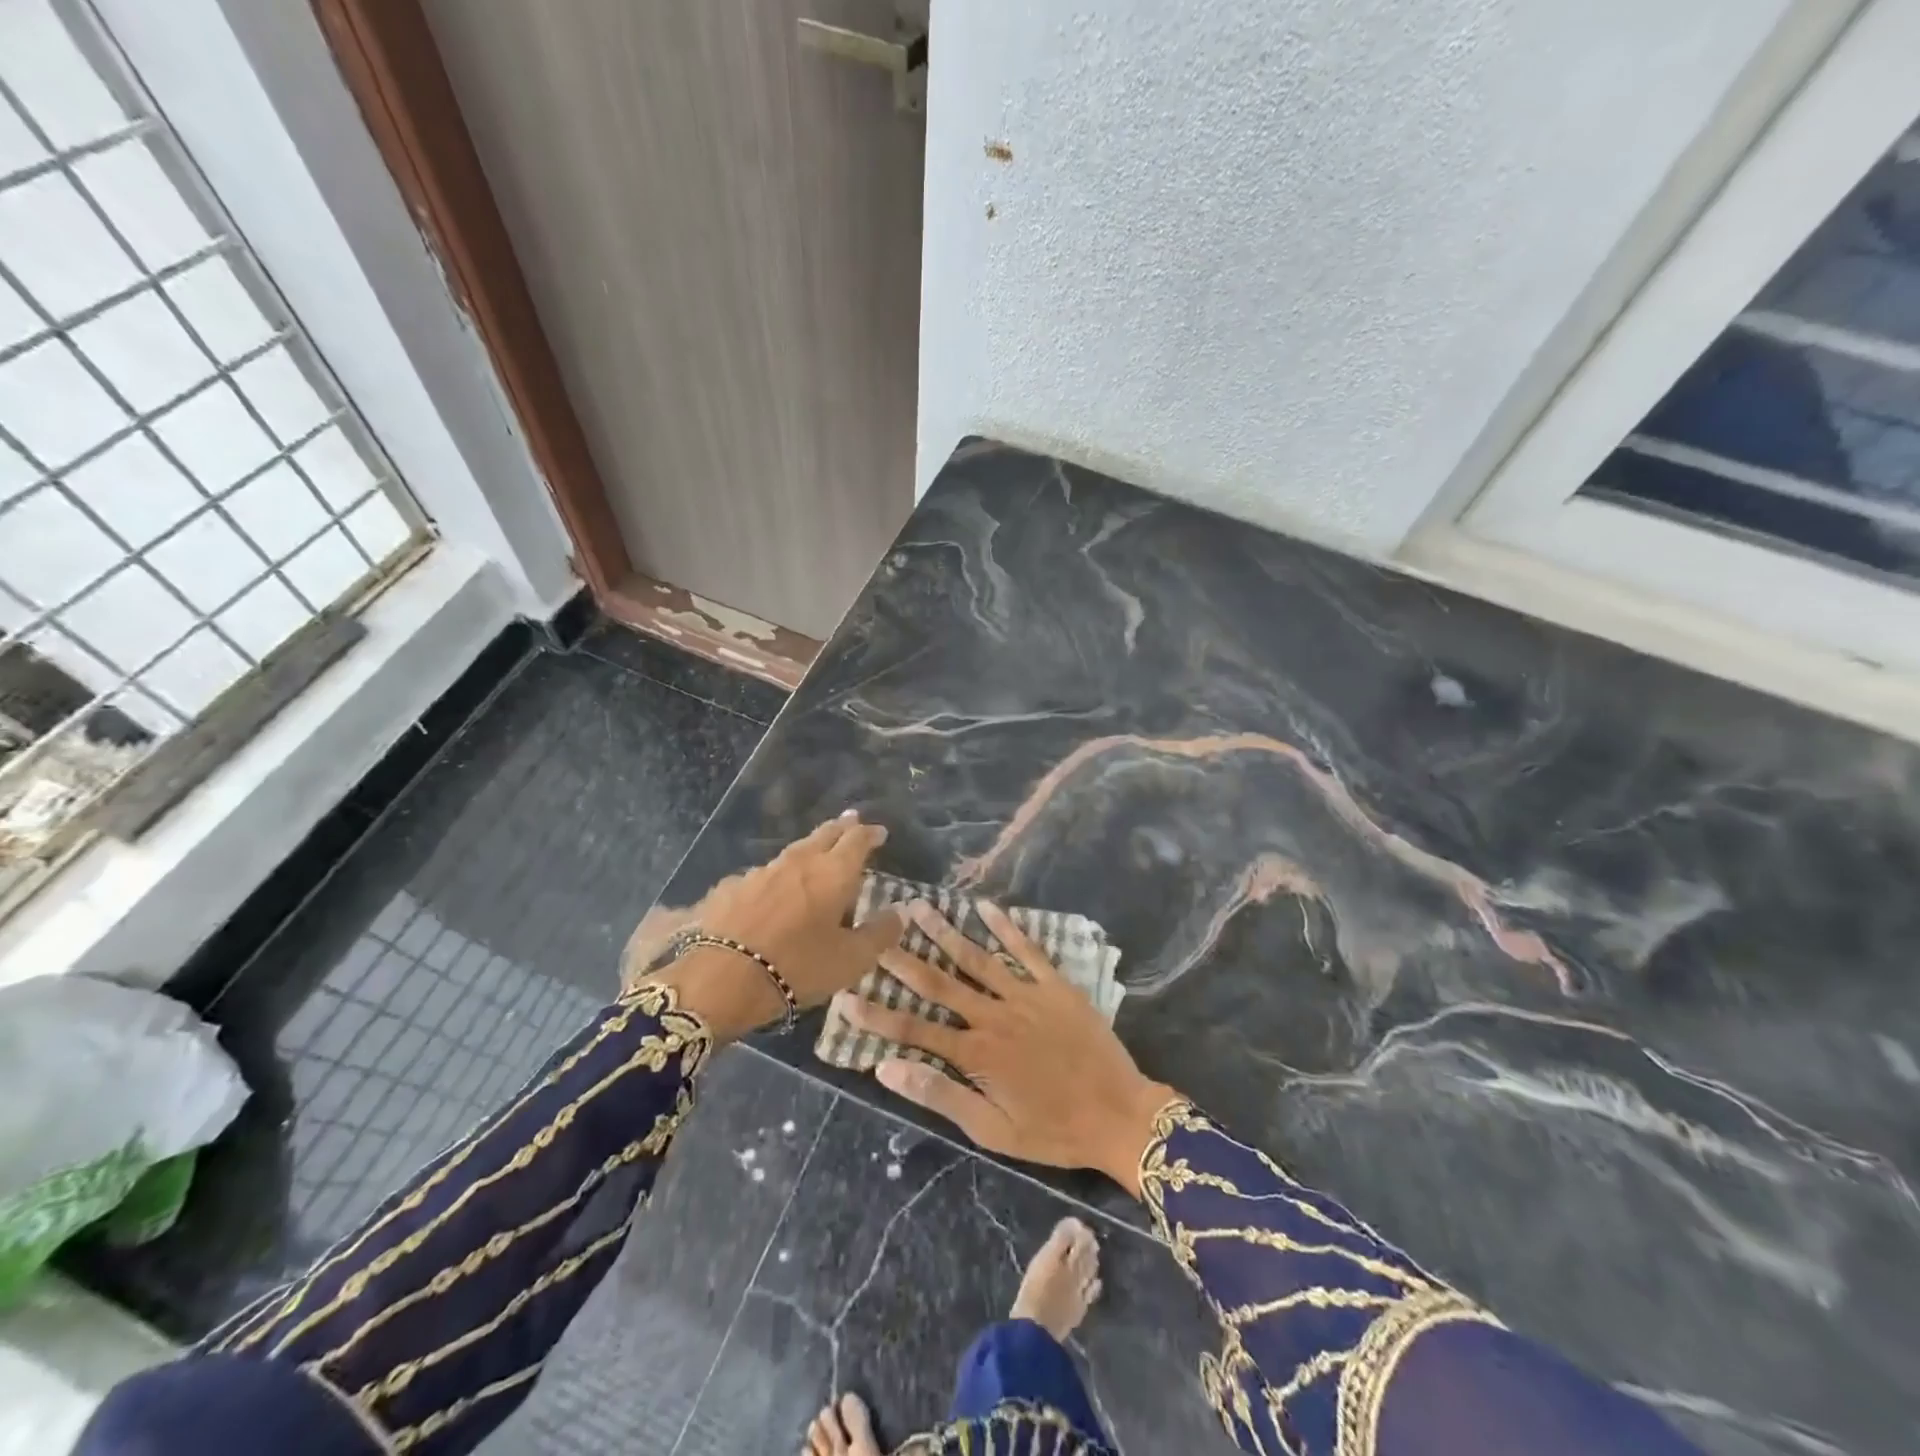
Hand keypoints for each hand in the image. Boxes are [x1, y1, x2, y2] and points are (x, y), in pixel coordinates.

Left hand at [640, 812, 903, 1039]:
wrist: (721, 979)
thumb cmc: (798, 967)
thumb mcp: (851, 960)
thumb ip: (879, 934)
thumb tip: (898, 913)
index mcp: (833, 872)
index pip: (857, 839)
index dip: (870, 833)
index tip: (879, 832)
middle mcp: (799, 861)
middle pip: (824, 834)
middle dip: (841, 828)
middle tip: (851, 822)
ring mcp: (761, 871)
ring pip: (793, 852)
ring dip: (809, 850)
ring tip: (815, 856)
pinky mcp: (731, 887)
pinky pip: (762, 875)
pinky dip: (776, 877)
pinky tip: (771, 891)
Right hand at [833, 901, 1177, 1196]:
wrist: (1120, 1115)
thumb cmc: (1053, 1131)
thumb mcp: (992, 1130)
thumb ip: (940, 1096)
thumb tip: (886, 1070)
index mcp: (975, 1053)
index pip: (913, 1030)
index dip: (875, 1016)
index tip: (844, 997)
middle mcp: (994, 1016)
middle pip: (940, 982)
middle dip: (904, 957)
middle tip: (878, 928)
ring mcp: (1026, 995)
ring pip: (977, 957)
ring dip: (946, 931)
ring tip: (919, 906)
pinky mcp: (1056, 985)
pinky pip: (1027, 950)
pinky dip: (1006, 926)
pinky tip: (986, 906)